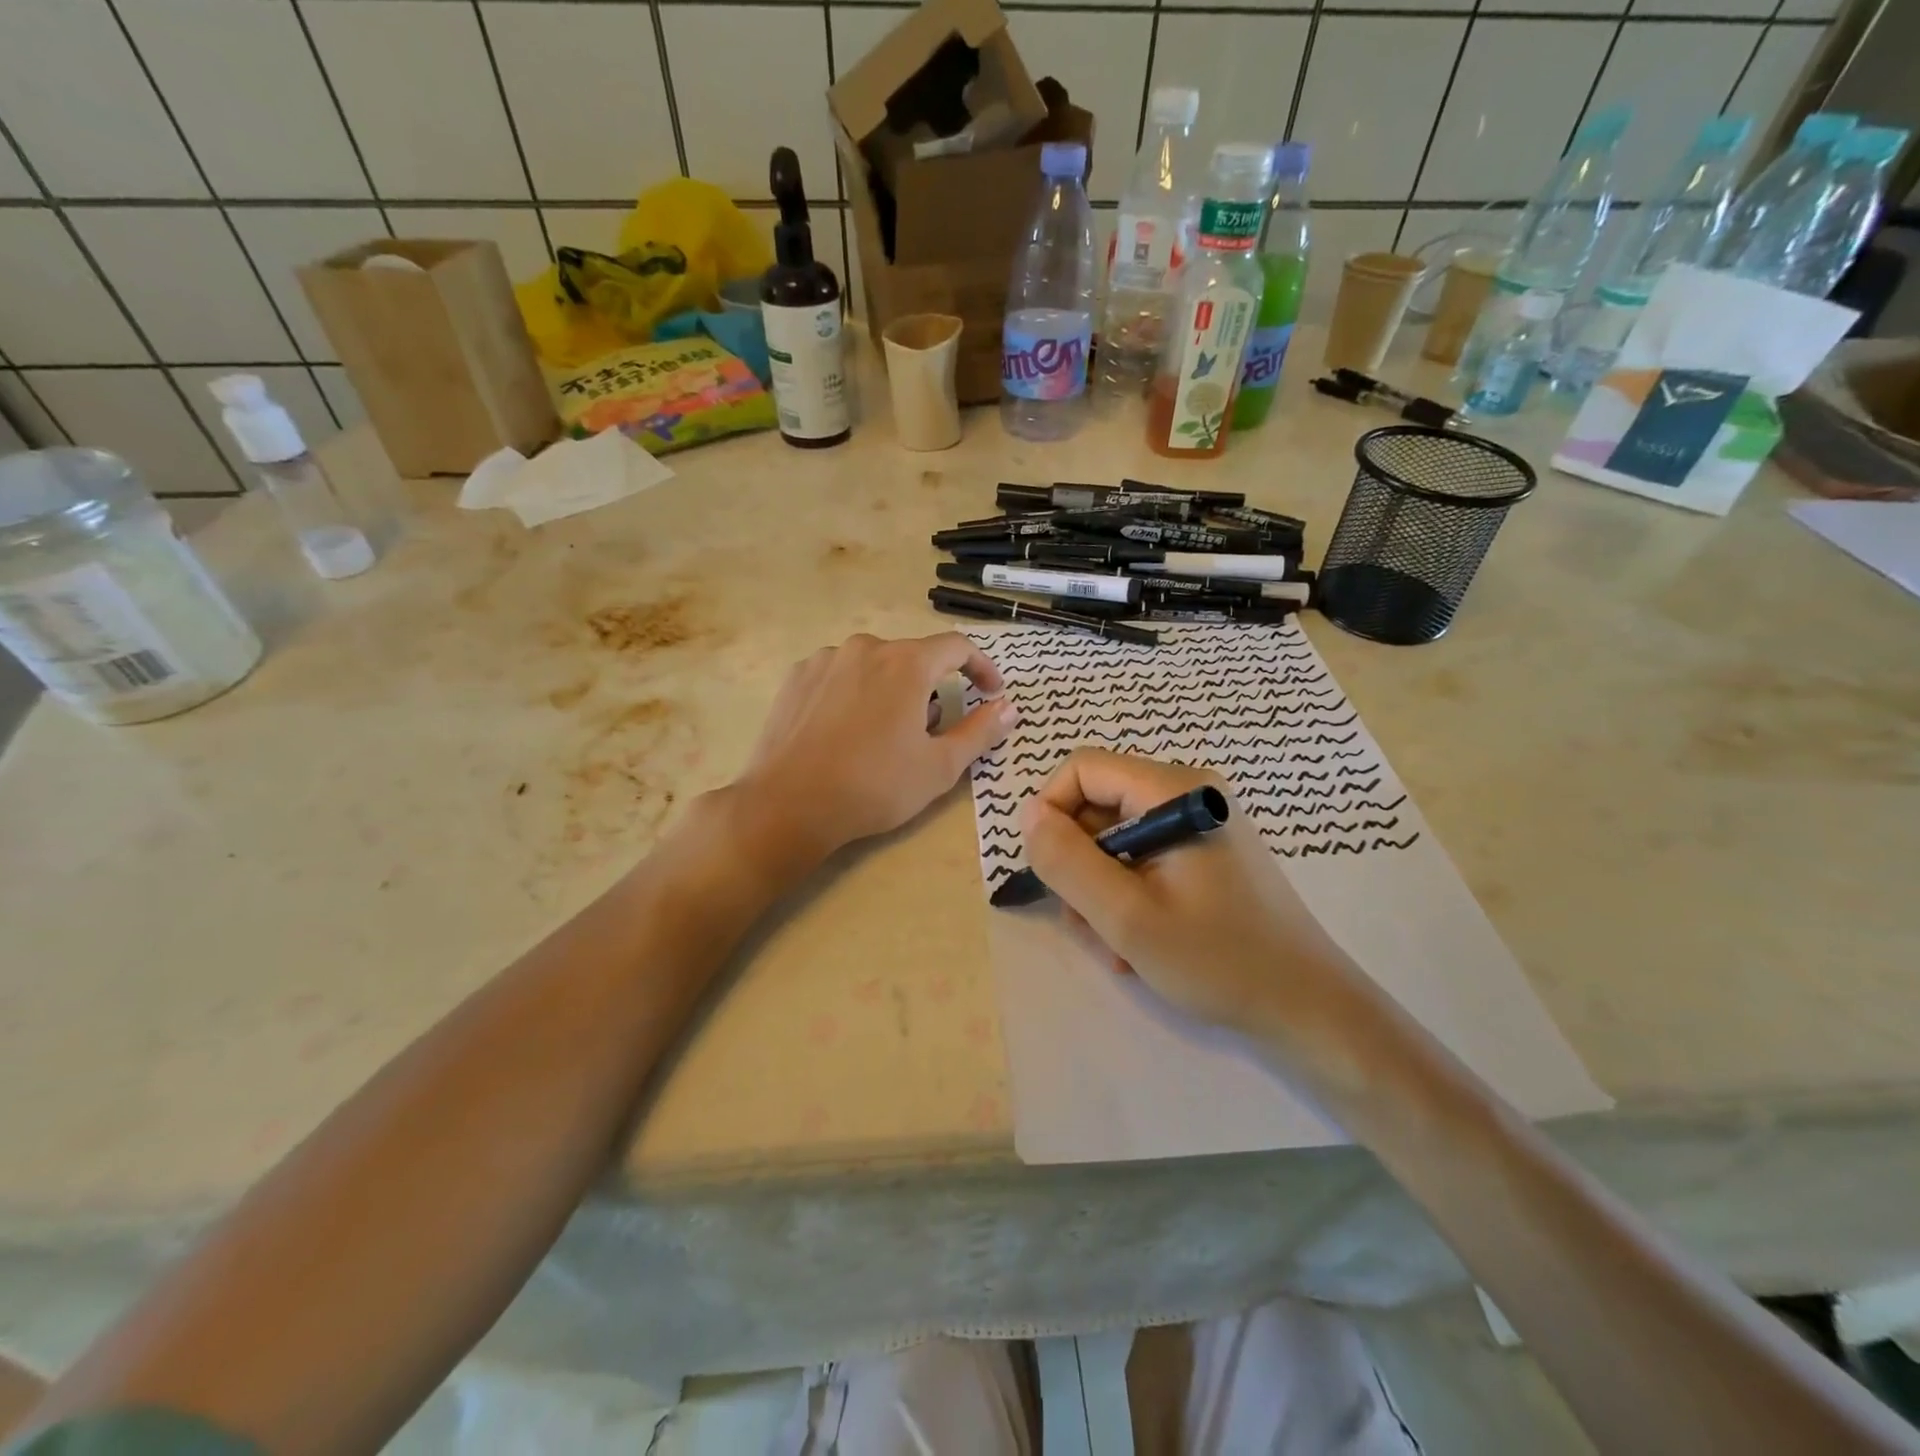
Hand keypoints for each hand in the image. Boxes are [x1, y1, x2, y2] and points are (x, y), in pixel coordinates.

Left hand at [733, 633, 1015, 862]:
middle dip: (929, 691)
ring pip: (874, 667)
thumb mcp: (940, 766)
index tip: (990, 691)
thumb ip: (980, 731)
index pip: (957, 647)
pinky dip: (854, 695)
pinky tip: (844, 734)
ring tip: (881, 738)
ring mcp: (825, 660)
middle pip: (913, 659)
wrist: (788, 805)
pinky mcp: (796, 677)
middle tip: (926, 736)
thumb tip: (1009, 707)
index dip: (981, 667)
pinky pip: (840, 676)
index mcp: (906, 663)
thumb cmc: (874, 786)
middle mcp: (866, 647)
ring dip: (890, 692)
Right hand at [1020, 749, 1372, 1045]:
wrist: (1307, 1007)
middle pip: (1096, 806)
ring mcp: (1198, 824)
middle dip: (1079, 866)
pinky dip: (1127, 896)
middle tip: (1090, 925)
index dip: (1051, 812)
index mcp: (1174, 790)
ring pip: (1113, 839)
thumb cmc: (1219, 959)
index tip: (1048, 871)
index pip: (1082, 768)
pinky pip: (1140, 859)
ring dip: (1100, 891)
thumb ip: (1067, 861)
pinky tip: (1140, 942)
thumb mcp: (1126, 916)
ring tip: (1119, 945)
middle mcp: (1187, 793)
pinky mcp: (1204, 853)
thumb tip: (1028, 813)